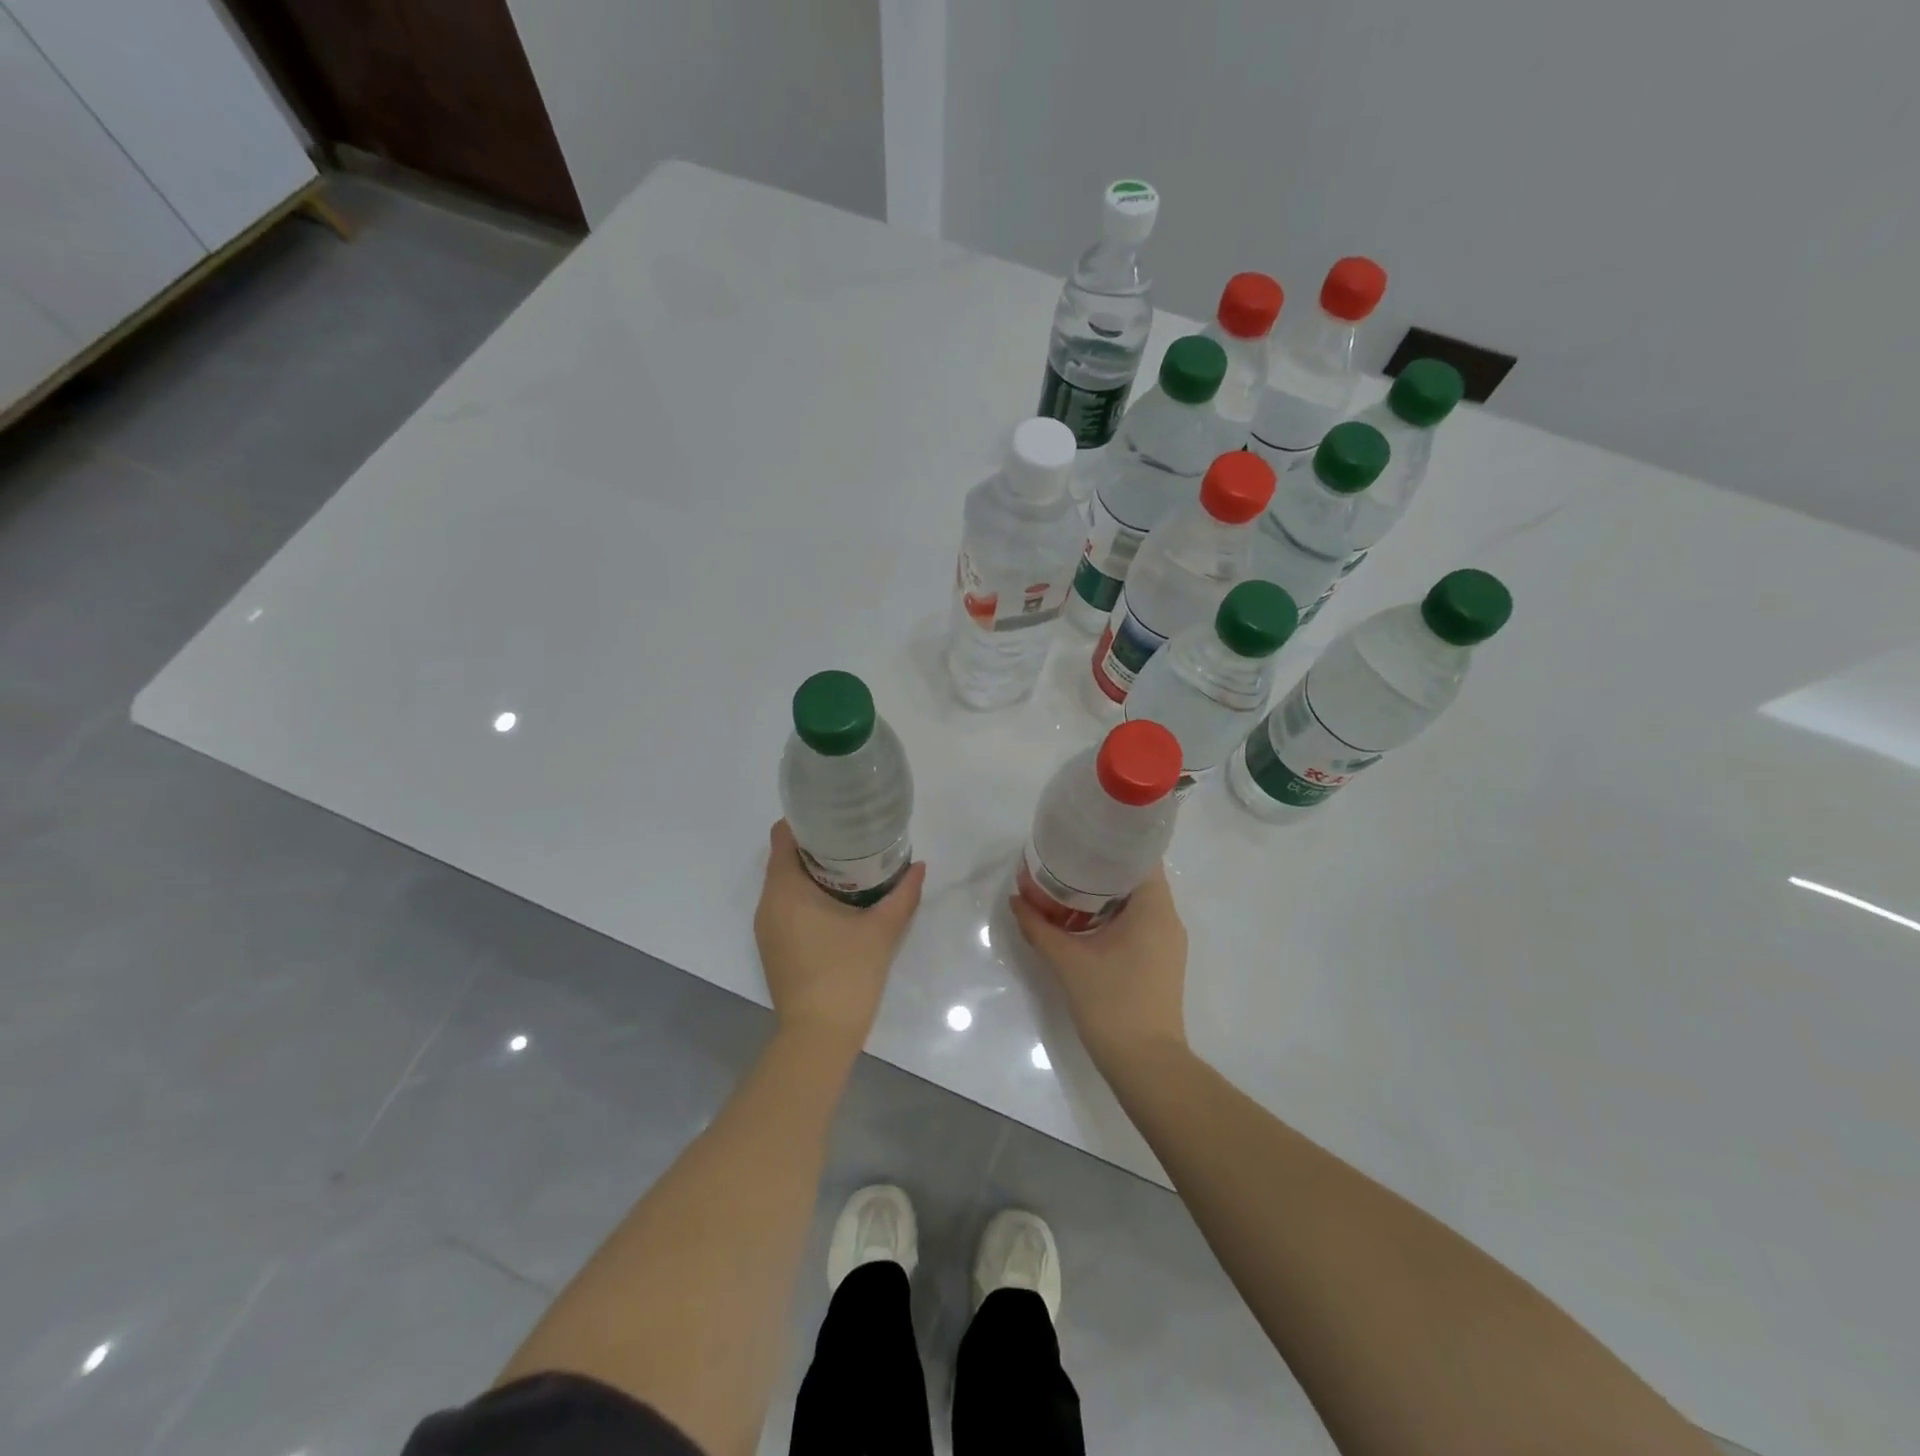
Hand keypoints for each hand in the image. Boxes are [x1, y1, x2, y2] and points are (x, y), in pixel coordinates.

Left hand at [755, 820, 925, 1056]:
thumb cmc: (846, 973)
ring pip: (786, 885)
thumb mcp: (881, 930)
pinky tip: (840, 903)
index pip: (782, 836)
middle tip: (854, 838)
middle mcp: (768, 904)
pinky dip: (808, 897)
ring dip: (813, 873)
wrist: (818, 1036)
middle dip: (817, 846)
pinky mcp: (774, 949)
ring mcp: (767, 929)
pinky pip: (787, 908)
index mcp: (785, 889)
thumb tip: (920, 867)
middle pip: (785, 859)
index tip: (835, 815)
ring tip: (852, 867)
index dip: (806, 820)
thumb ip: (902, 894)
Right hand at [1010, 863, 1189, 1074]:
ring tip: (1070, 887)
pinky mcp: (1162, 962)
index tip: (1084, 837)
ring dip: (1107, 895)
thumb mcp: (1067, 961)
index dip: (1113, 843)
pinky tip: (1085, 922)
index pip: (1141, 857)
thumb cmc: (1111, 1002)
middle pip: (1138, 879)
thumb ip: (1039, 926)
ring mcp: (1168, 943)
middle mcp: (1168, 919)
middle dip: (1103, 868)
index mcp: (1154, 909)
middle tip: (1067, 859)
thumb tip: (1016, 899)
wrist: (1145, 1064)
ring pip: (1138, 904)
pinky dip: (1115, 916)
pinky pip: (1140, 924)